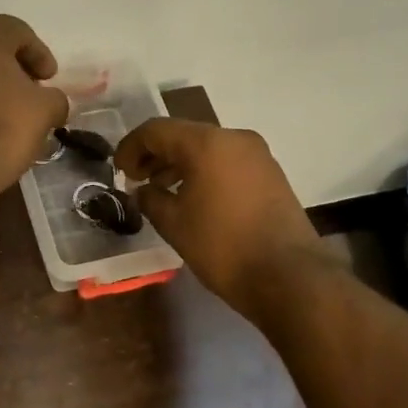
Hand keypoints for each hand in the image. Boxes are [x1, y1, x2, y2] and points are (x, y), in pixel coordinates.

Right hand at [116, 119, 322, 316]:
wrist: (288, 277)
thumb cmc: (223, 246)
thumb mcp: (174, 223)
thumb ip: (150, 199)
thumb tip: (144, 190)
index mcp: (207, 143)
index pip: (156, 130)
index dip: (130, 147)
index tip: (118, 172)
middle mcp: (234, 138)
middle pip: (183, 135)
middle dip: (155, 155)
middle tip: (136, 181)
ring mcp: (258, 155)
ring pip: (207, 148)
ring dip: (179, 164)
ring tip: (161, 192)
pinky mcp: (271, 174)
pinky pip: (227, 162)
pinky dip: (204, 172)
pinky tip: (193, 198)